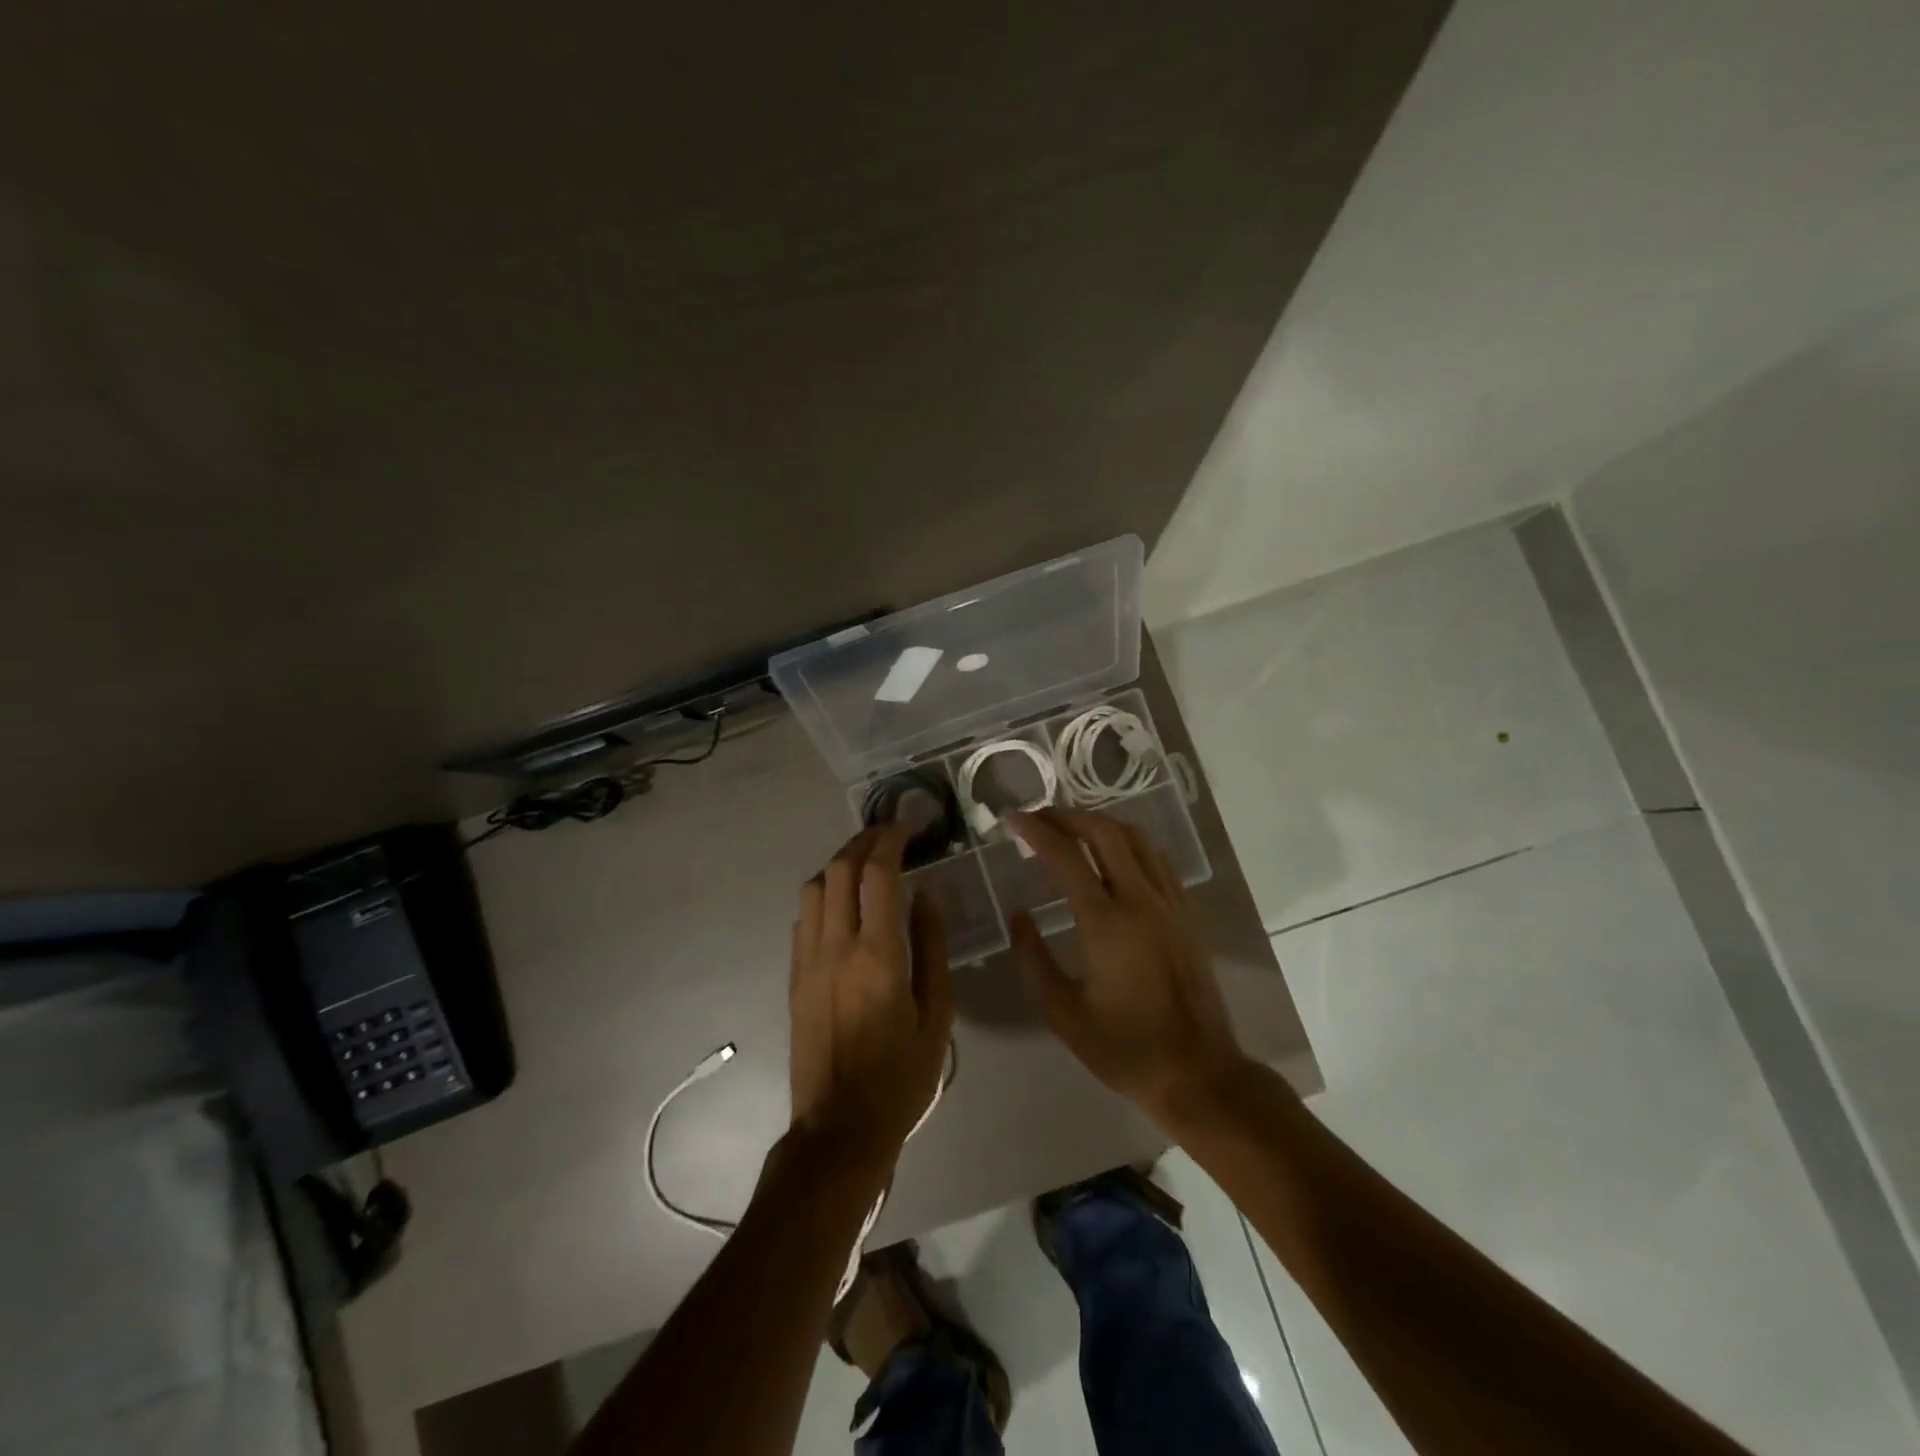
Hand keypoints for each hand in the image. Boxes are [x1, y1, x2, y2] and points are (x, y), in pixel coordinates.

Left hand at [788, 824, 954, 1176]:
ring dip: (838, 864)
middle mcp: (836, 948)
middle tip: (888, 836)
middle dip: (863, 842)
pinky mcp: (794, 976)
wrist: (840, 1128)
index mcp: (878, 956)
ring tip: (865, 862)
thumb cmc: (901, 1077)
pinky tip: (843, 902)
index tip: (907, 828)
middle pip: (838, 870)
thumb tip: (928, 896)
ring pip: (812, 887)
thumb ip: (933, 948)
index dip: (890, 841)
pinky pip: (803, 917)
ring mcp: (808, 961)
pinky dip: (823, 893)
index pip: (877, 875)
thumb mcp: (938, 1016)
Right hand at [1008, 808, 1248, 1124]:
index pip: (1066, 856)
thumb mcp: (1063, 1013)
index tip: (1011, 820)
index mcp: (1106, 923)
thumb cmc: (1124, 1049)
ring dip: (1100, 824)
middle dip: (1067, 816)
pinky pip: (1158, 860)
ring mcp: (1170, 904)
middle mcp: (1141, 901)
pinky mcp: (1187, 915)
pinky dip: (1129, 843)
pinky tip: (1114, 856)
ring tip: (1072, 829)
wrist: (1198, 1074)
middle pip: (1105, 832)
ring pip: (1137, 839)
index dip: (1036, 831)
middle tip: (1038, 819)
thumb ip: (1033, 958)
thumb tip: (1019, 915)